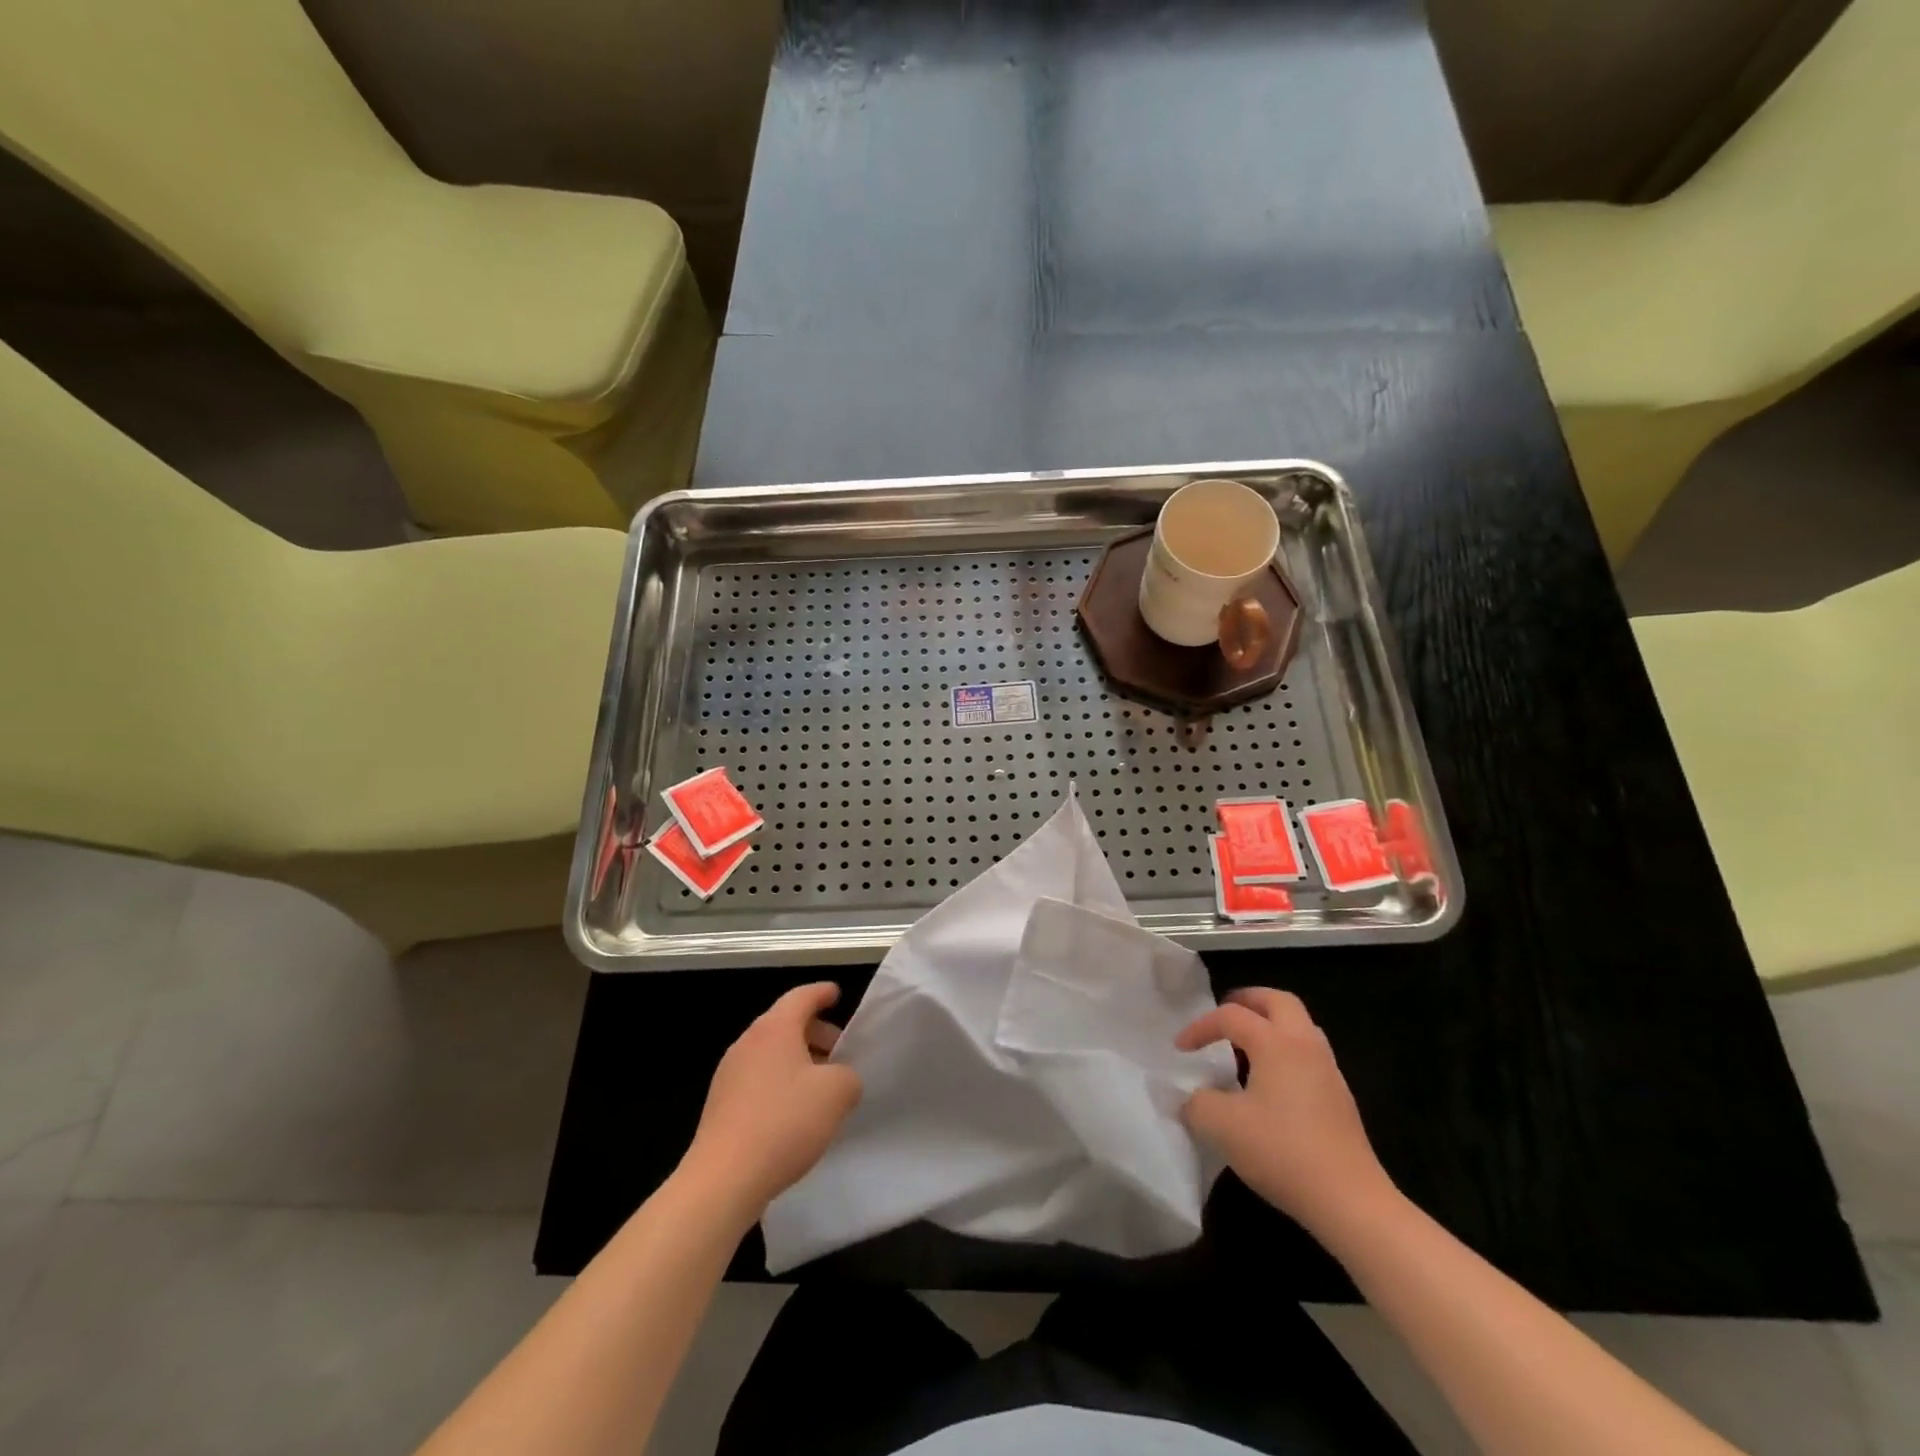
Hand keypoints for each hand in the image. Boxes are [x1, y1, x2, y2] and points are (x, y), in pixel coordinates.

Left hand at [681, 983, 862, 1222]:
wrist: (723, 1179)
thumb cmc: (784, 1122)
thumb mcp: (837, 1093)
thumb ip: (848, 1076)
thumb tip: (840, 1079)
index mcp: (774, 1029)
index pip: (801, 997)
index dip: (822, 993)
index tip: (836, 994)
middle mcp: (748, 1043)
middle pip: (785, 1024)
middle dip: (815, 1033)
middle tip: (839, 1052)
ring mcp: (729, 1075)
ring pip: (771, 1054)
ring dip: (797, 1062)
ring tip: (820, 1088)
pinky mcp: (720, 1106)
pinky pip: (758, 1081)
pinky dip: (780, 1085)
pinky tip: (794, 1115)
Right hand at [1176, 988, 1397, 1237]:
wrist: (1350, 1201)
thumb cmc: (1282, 1151)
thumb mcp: (1221, 1126)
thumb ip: (1196, 1103)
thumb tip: (1192, 1098)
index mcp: (1276, 1042)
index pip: (1231, 1016)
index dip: (1201, 1027)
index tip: (1180, 1049)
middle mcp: (1305, 1045)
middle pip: (1278, 1001)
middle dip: (1248, 1001)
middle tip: (1224, 1015)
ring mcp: (1328, 1071)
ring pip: (1299, 1027)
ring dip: (1270, 1026)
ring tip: (1245, 1046)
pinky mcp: (1340, 1099)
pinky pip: (1308, 1055)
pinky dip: (1285, 1052)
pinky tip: (1270, 1083)